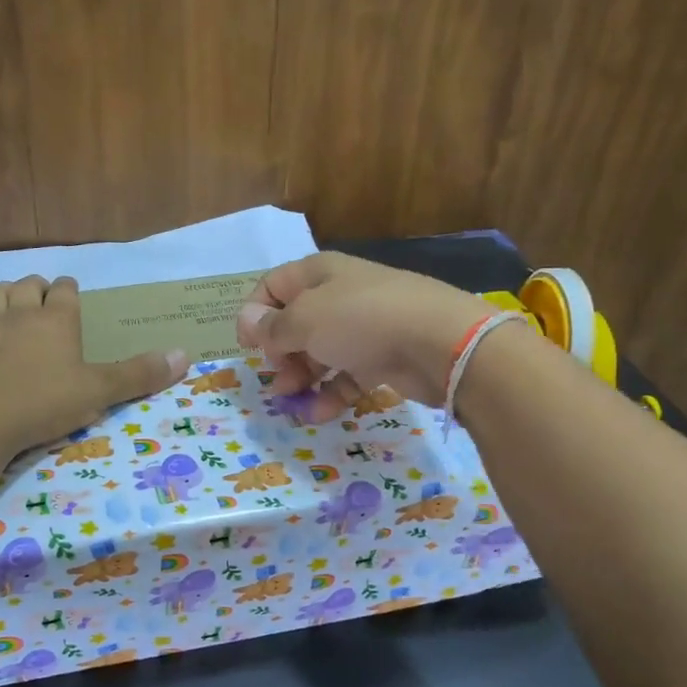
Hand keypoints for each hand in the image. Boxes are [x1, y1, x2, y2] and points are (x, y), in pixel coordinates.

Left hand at [0, 275, 187, 458]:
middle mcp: (19, 314)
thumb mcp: (99, 392)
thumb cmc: (44, 403)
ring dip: (1, 294)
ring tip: (7, 296)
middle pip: (28, 288)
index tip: (69, 289)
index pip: (66, 293)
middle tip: (41, 292)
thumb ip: (139, 374)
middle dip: (36, 287)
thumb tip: (185, 355)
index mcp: (57, 321)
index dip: (69, 289)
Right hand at [235, 252, 494, 418]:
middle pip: (296, 322)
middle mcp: (340, 295)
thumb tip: (246, 321)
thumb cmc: (361, 321)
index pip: (273, 286)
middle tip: (276, 377)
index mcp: (318, 274)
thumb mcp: (304, 321)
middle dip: (279, 352)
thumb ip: (271, 327)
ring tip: (292, 401)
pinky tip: (319, 413)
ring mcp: (364, 327)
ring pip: (321, 351)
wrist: (440, 342)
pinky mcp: (384, 357)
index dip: (254, 314)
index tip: (247, 347)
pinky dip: (331, 392)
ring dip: (302, 376)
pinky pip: (348, 374)